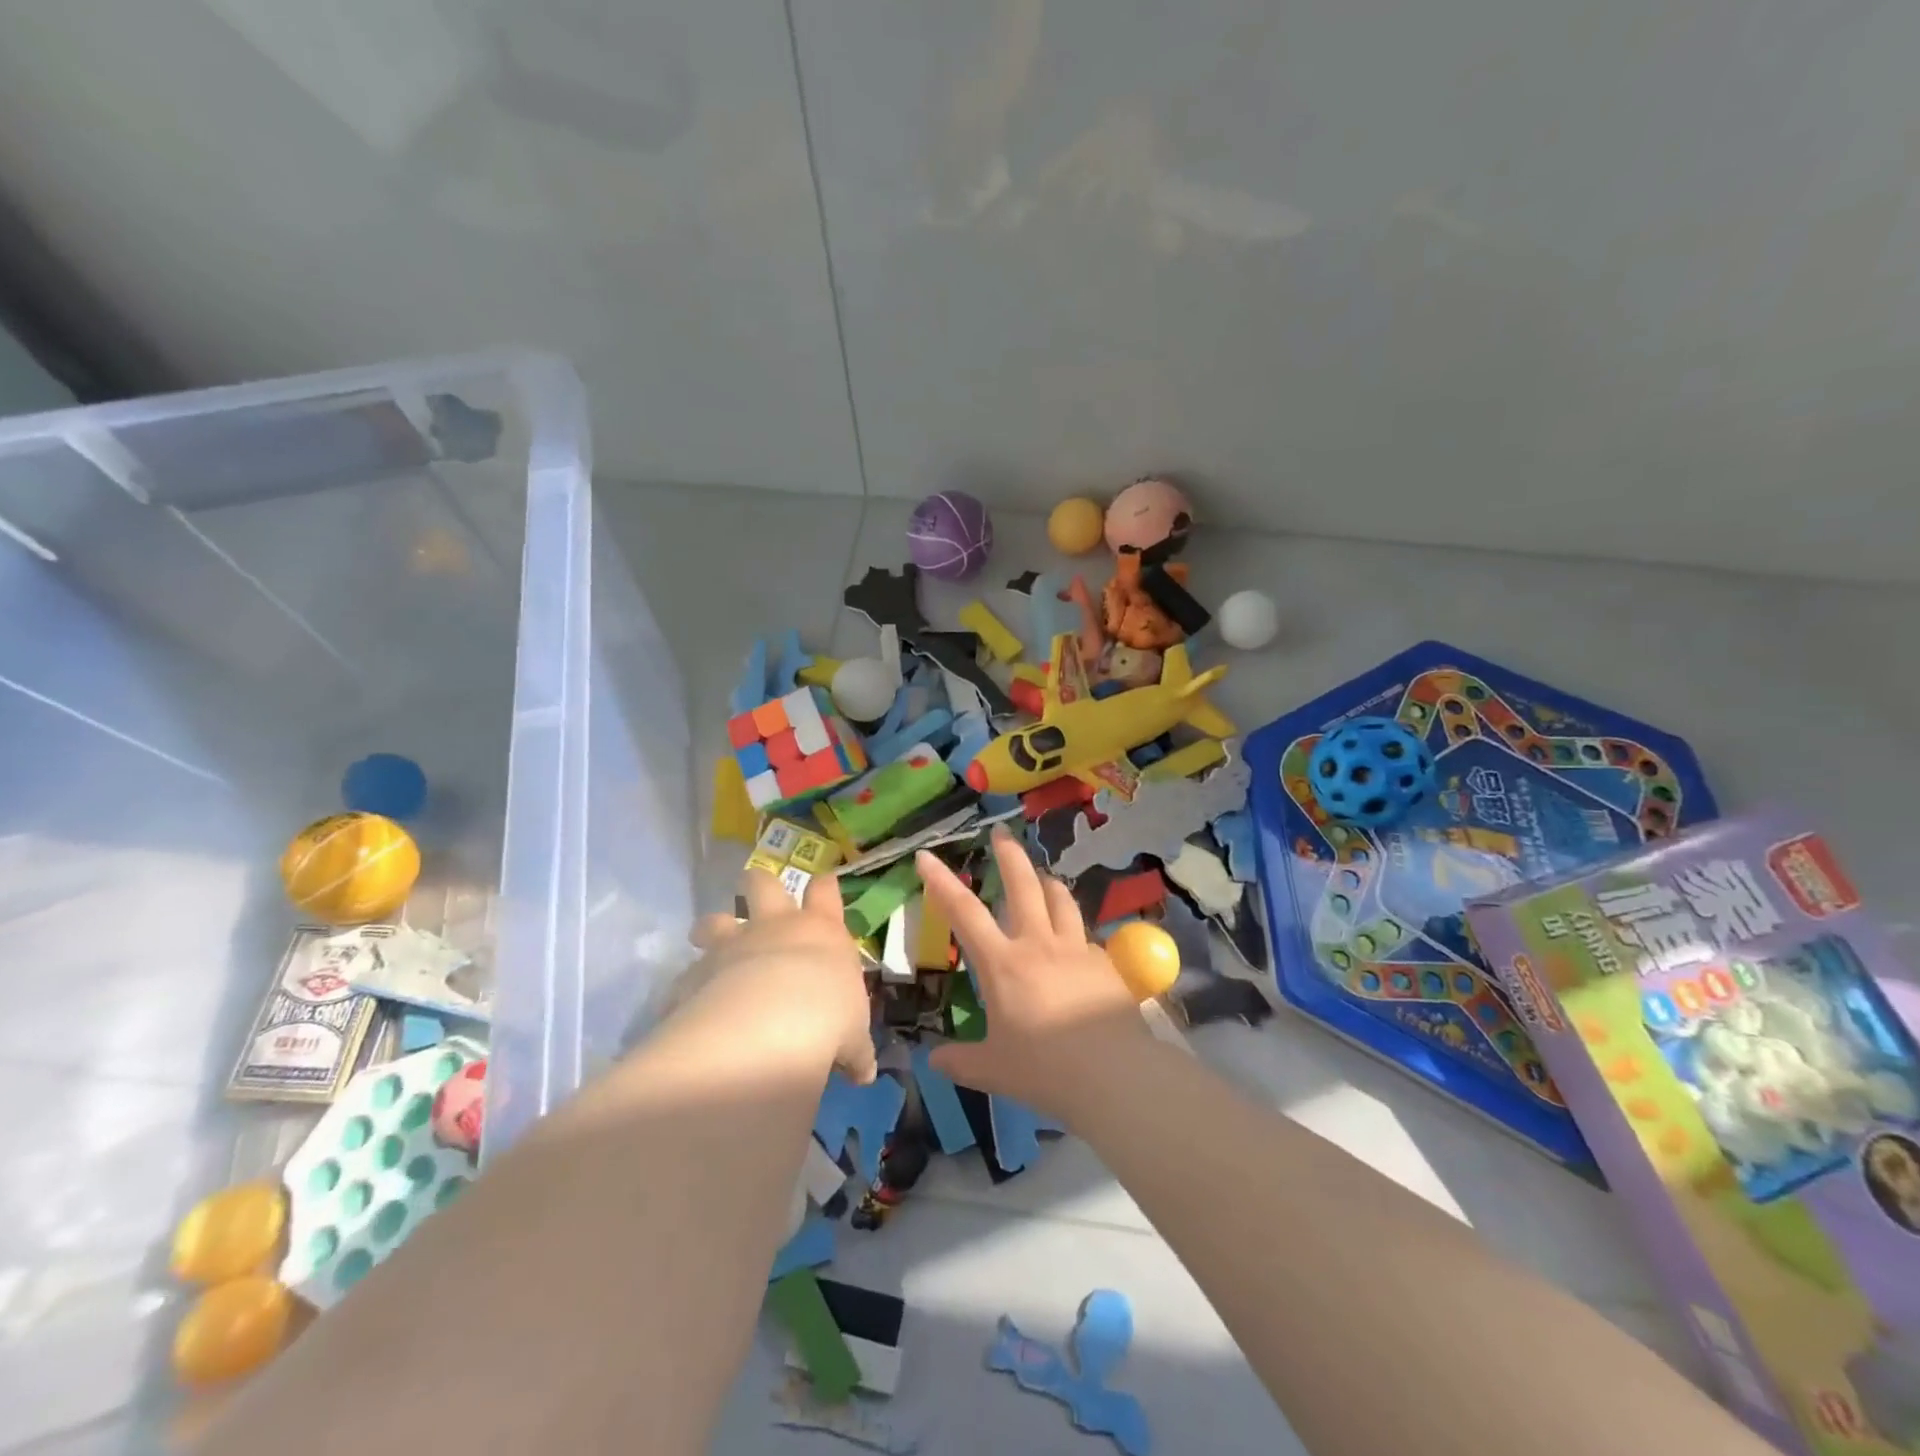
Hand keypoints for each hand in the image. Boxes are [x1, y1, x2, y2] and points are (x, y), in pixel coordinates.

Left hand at [682, 869, 876, 1083]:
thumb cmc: (830, 1016)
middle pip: (763, 883)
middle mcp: (775, 926)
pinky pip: (688, 975)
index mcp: (820, 931)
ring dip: (711, 928)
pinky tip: (691, 1007)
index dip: (824, 886)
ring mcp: (733, 945)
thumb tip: (865, 1074)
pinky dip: (690, 988)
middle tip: (756, 898)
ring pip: (715, 919)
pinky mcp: (698, 973)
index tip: (823, 885)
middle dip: (758, 884)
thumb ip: (855, 1051)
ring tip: (707, 940)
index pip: (825, 890)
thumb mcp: (853, 1036)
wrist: (773, 1023)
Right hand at [917, 827, 1148, 1123]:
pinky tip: (1076, 946)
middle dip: (1009, 855)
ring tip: (1043, 877)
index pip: (964, 912)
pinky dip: (1075, 931)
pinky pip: (1086, 936)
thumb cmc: (1045, 1070)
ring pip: (1061, 900)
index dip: (942, 882)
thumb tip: (933, 1059)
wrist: (1115, 1075)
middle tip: (1001, 833)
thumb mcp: (993, 1070)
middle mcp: (1038, 945)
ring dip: (1047, 883)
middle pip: (1023, 886)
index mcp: (1003, 964)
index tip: (926, 855)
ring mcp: (1076, 950)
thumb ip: (961, 1061)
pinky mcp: (1106, 963)